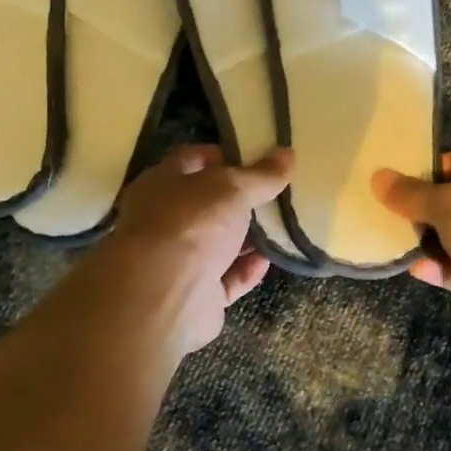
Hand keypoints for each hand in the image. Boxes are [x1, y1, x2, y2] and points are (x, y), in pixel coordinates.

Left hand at [87, 144, 293, 356]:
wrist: (164, 297)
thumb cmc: (192, 224)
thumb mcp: (233, 188)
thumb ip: (262, 174)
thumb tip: (287, 153)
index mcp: (163, 183)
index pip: (194, 160)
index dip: (226, 156)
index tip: (261, 158)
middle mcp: (165, 220)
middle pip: (209, 204)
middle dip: (242, 200)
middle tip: (278, 194)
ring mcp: (178, 260)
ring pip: (218, 243)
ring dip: (248, 238)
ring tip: (283, 227)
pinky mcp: (194, 296)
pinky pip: (226, 278)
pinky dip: (246, 270)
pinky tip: (268, 261)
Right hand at [373, 148, 450, 354]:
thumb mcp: (449, 203)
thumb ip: (413, 193)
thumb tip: (379, 177)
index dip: (442, 166)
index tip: (409, 177)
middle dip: (432, 207)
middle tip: (397, 211)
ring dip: (435, 241)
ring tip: (399, 240)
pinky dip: (443, 269)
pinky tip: (416, 269)